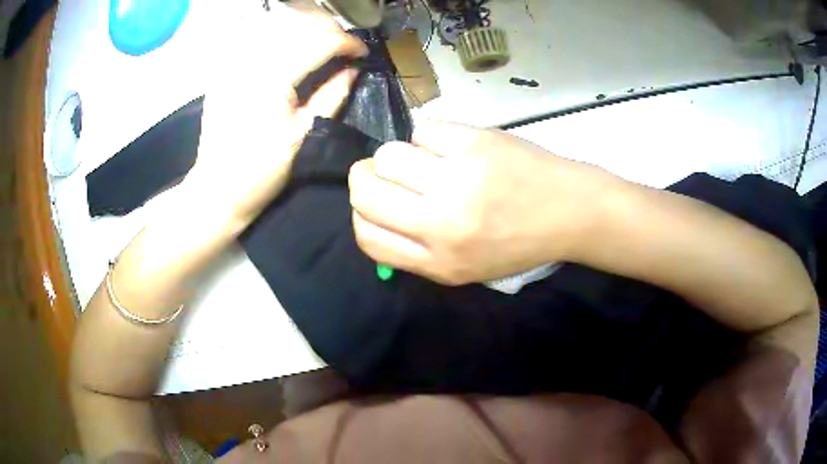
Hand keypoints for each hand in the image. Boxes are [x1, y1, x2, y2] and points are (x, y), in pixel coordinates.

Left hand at [183, 5, 366, 228]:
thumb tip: (354, 70)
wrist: (217, 189)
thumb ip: (333, 95)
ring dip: (305, 28)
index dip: (347, 43)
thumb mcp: (304, 135)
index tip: (362, 53)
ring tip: (320, 43)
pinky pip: (253, 37)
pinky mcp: (223, 70)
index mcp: (274, 78)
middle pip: (299, 24)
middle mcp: (251, 60)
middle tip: (344, 47)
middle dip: (328, 30)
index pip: (320, 41)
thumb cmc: (262, 171)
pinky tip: (289, 47)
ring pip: (276, 25)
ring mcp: (232, 63)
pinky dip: (278, 35)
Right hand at [349, 120, 618, 284]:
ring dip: (398, 154)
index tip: (376, 201)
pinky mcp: (475, 143)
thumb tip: (373, 218)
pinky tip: (451, 145)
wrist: (570, 212)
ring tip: (425, 158)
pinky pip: (423, 130)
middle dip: (367, 177)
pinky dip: (429, 136)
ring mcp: (459, 179)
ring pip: (388, 155)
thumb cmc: (519, 243)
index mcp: (440, 263)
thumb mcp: (467, 270)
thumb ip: (417, 252)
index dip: (362, 215)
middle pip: (365, 192)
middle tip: (388, 173)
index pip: (367, 237)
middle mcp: (443, 224)